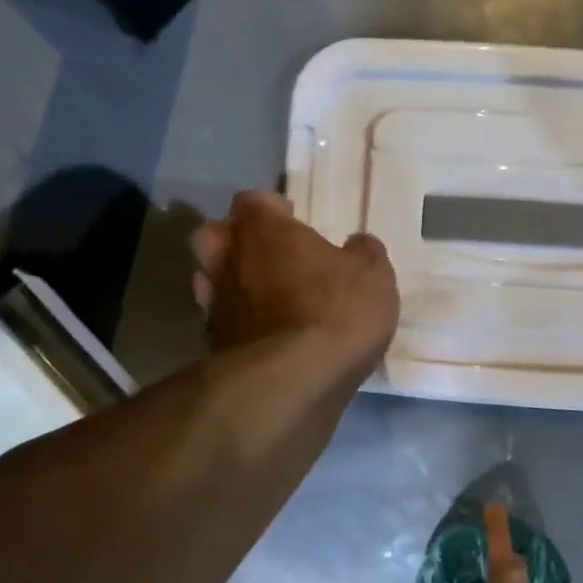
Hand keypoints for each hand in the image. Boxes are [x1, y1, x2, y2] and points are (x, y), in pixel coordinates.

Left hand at [191, 190, 398, 377]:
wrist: (295, 381)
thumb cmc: (336, 312)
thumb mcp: (373, 277)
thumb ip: (364, 254)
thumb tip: (358, 244)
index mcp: (264, 232)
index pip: (253, 201)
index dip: (272, 208)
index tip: (292, 220)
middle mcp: (230, 261)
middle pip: (214, 235)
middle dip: (234, 240)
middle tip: (267, 254)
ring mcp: (216, 305)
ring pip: (209, 280)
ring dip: (231, 283)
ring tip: (262, 298)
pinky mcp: (215, 347)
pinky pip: (222, 323)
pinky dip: (239, 324)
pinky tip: (263, 336)